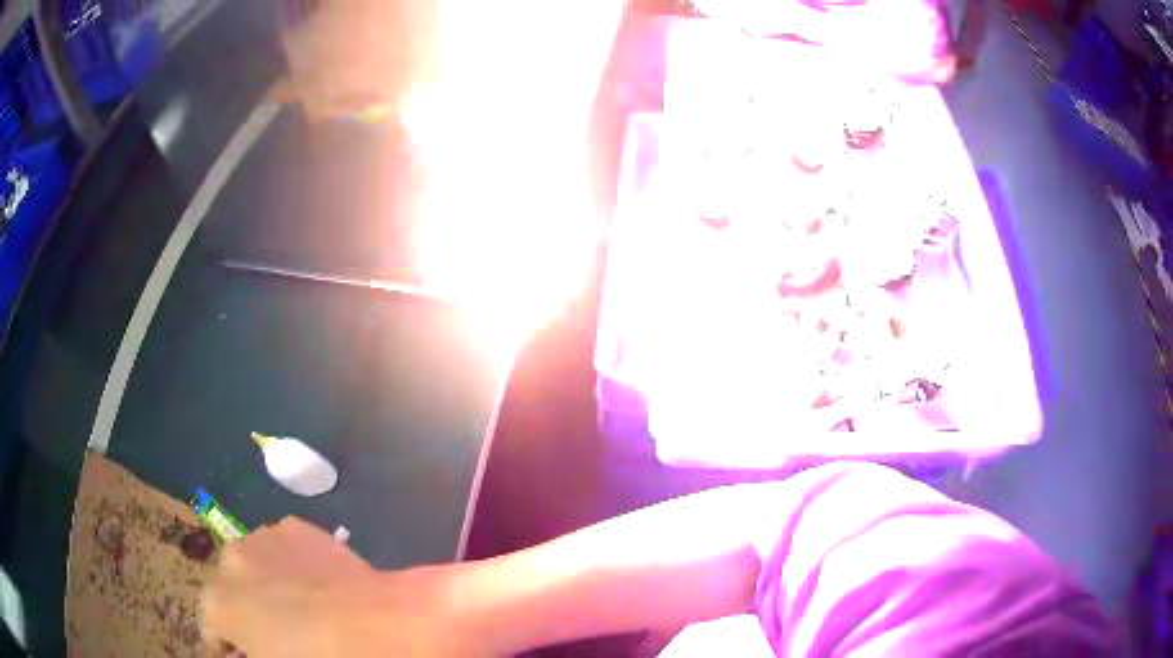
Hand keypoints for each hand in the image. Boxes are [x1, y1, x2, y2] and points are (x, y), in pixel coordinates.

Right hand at [202, 517, 483, 656]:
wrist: (382, 626)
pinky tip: (318, 586)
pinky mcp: (296, 527)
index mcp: (218, 604)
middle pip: (230, 595)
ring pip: (253, 568)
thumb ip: (255, 651)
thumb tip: (258, 647)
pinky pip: (282, 551)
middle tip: (276, 639)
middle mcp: (230, 562)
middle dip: (245, 616)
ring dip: (264, 587)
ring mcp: (262, 537)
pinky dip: (289, 567)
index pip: (213, 634)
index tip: (243, 656)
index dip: (229, 650)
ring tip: (300, 611)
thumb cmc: (323, 657)